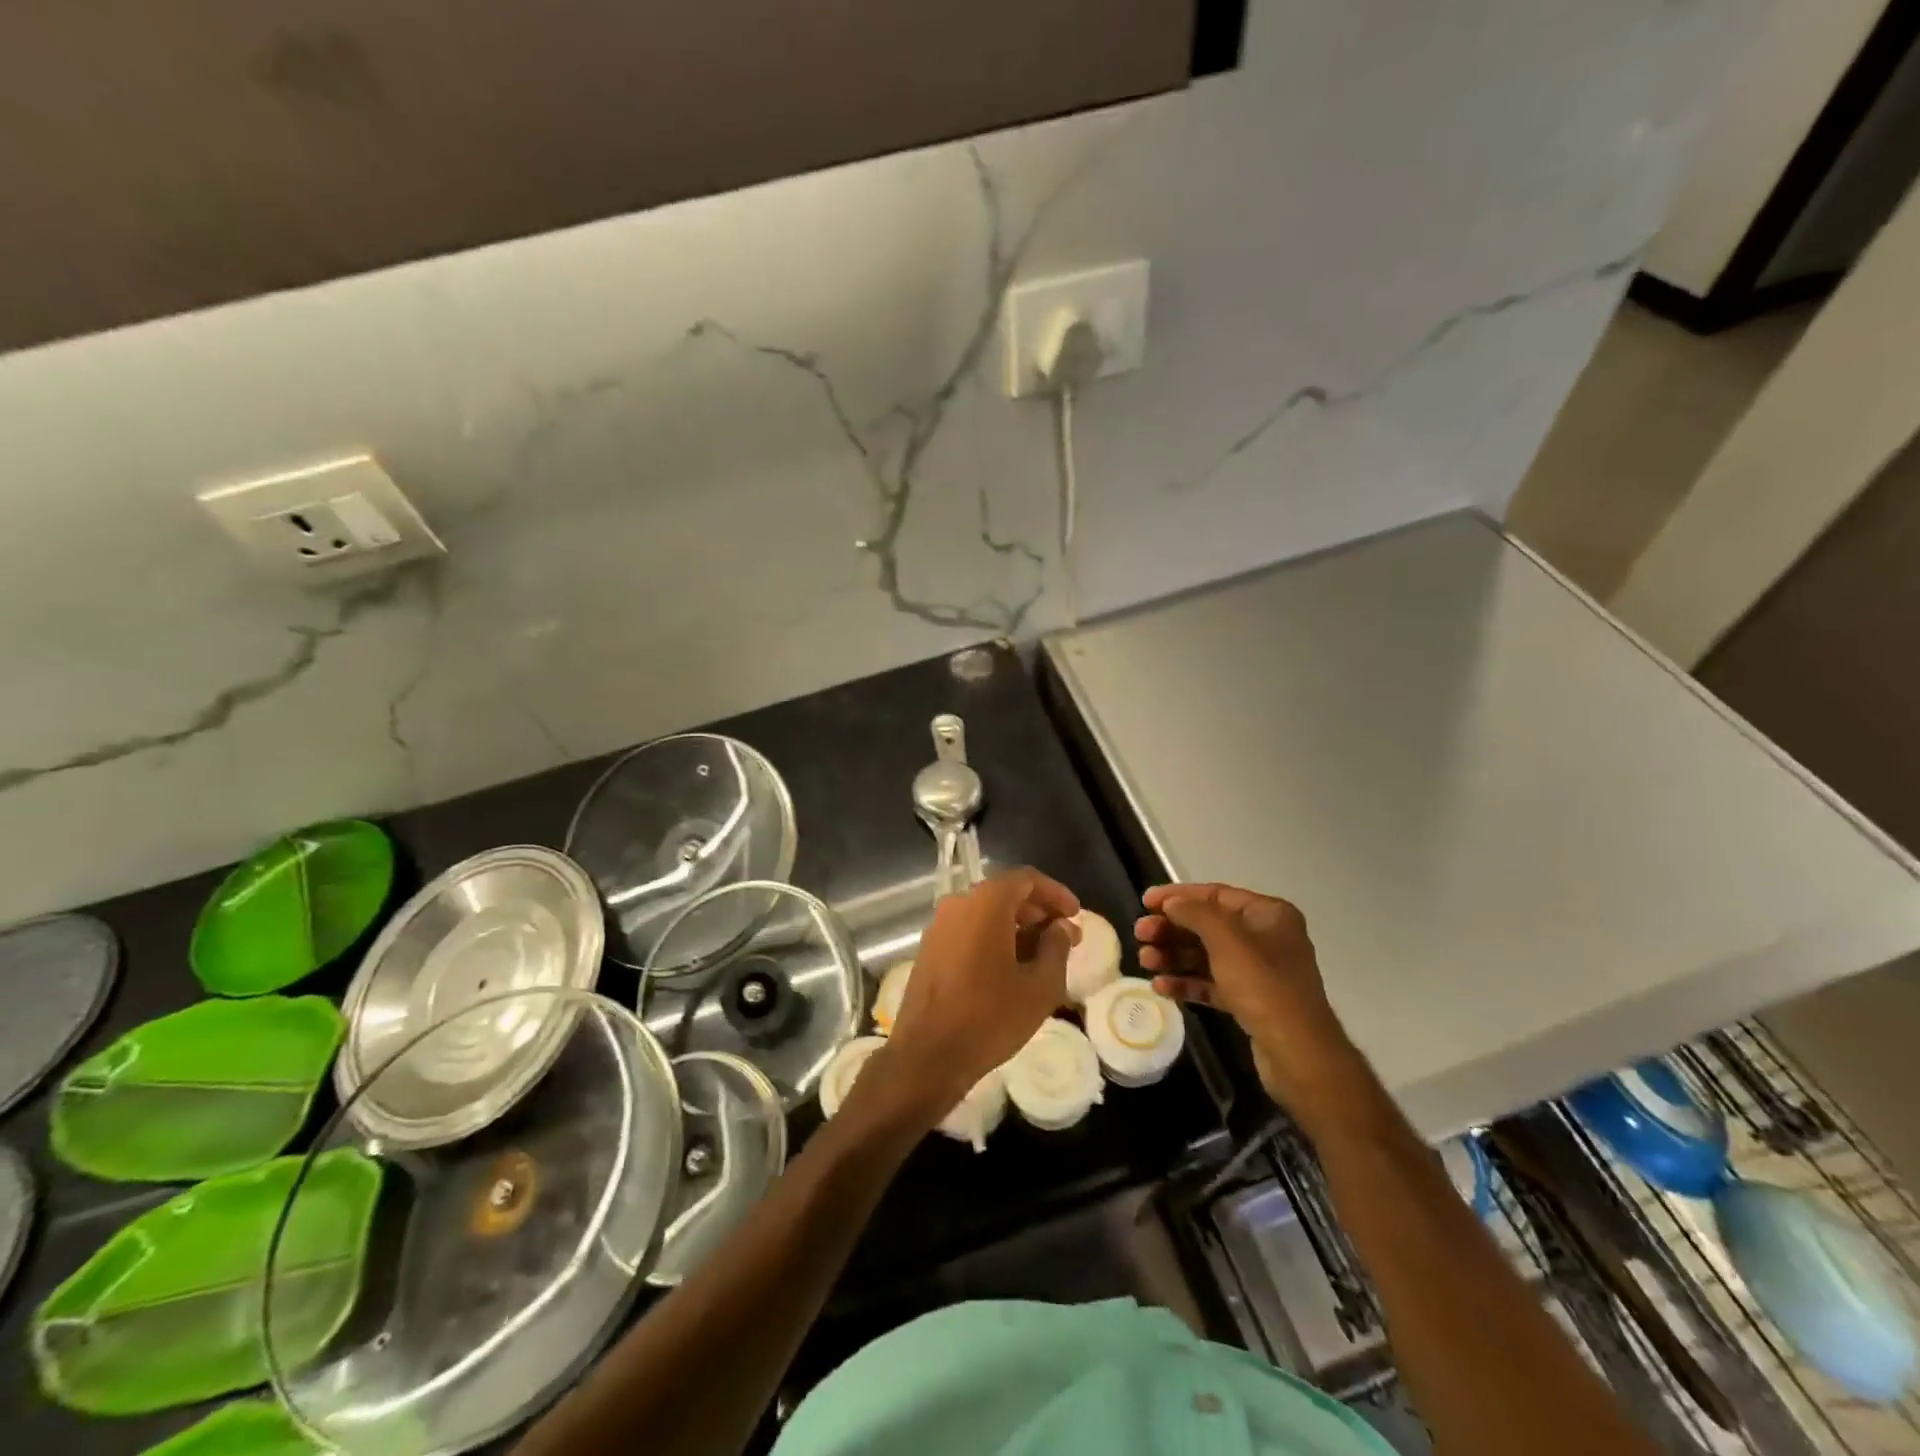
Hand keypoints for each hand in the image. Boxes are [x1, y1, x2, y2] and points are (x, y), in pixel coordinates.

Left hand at [878, 869, 1079, 1126]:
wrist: (927, 1055)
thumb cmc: (989, 1017)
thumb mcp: (1040, 987)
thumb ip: (1056, 948)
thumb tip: (1061, 927)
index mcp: (985, 903)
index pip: (1026, 879)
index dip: (1055, 893)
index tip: (1075, 914)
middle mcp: (958, 904)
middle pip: (1005, 894)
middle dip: (1038, 911)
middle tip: (1065, 937)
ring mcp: (939, 926)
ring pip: (986, 913)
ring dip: (1017, 927)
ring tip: (1043, 956)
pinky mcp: (930, 949)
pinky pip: (969, 930)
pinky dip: (994, 938)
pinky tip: (1012, 968)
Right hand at [1136, 883, 1365, 1124]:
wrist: (1298, 1055)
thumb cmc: (1263, 987)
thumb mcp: (1227, 941)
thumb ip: (1195, 913)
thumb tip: (1172, 902)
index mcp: (1269, 915)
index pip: (1216, 895)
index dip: (1178, 896)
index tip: (1145, 902)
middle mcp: (1266, 938)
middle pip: (1208, 926)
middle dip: (1172, 930)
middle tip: (1140, 935)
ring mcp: (1259, 972)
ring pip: (1207, 955)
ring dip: (1174, 956)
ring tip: (1145, 962)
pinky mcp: (1250, 1002)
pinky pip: (1212, 983)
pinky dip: (1187, 982)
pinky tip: (1161, 986)